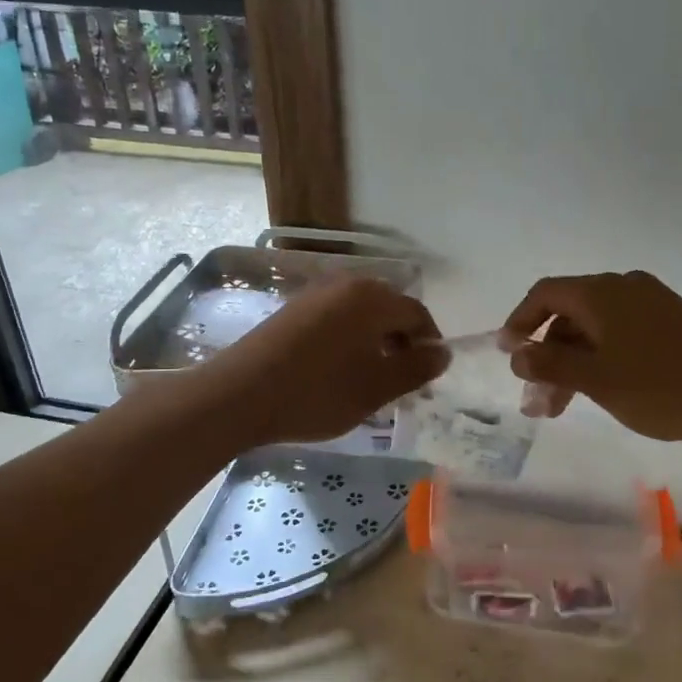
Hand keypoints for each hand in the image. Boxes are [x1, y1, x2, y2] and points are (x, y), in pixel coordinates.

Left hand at [202, 276, 446, 446]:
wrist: (239, 395)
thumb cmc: (317, 392)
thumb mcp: (376, 388)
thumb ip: (416, 368)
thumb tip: (443, 352)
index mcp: (372, 298)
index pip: (417, 313)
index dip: (429, 344)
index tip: (426, 378)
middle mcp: (346, 285)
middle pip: (389, 310)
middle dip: (401, 343)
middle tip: (399, 382)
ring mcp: (315, 294)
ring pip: (361, 315)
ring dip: (374, 343)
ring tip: (369, 380)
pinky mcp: (292, 309)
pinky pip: (335, 319)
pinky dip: (348, 340)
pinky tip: (337, 372)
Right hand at [503, 271, 681, 442]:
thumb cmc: (662, 386)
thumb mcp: (597, 379)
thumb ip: (550, 364)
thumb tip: (517, 354)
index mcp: (602, 292)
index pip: (545, 293)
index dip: (519, 321)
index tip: (508, 355)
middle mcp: (624, 287)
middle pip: (569, 313)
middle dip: (547, 355)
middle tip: (537, 400)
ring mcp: (651, 302)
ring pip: (595, 328)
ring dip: (573, 362)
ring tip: (563, 407)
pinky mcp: (672, 321)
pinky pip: (621, 333)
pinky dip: (601, 358)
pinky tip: (601, 390)